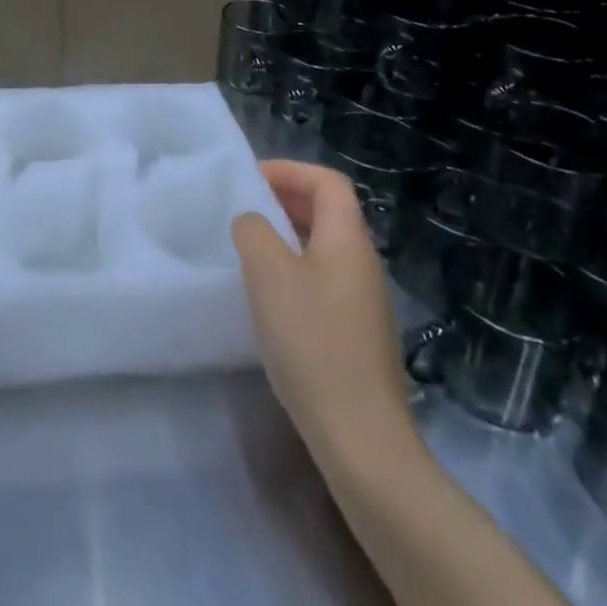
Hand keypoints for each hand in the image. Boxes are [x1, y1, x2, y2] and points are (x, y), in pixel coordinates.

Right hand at [231, 159, 418, 456]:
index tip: (249, 180)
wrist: (359, 435)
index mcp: (348, 239)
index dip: (289, 171)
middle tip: (242, 210)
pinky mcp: (356, 334)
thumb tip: (252, 223)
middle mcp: (362, 263)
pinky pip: (323, 281)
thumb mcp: (268, 273)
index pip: (327, 182)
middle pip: (328, 212)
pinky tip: (268, 299)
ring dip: (286, 237)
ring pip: (323, 248)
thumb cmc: (311, 340)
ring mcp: (364, 301)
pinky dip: (294, 272)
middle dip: (285, 200)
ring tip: (248, 250)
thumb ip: (253, 231)